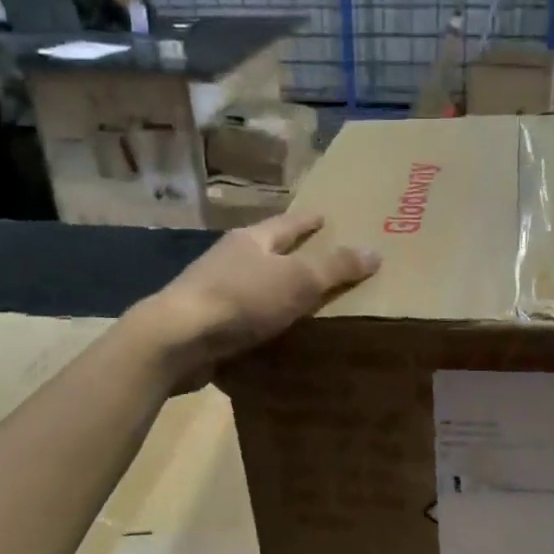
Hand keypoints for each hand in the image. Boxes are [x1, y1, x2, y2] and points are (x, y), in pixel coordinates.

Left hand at [126, 212, 379, 384]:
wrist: (178, 339)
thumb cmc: (242, 299)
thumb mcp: (298, 279)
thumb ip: (335, 267)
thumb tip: (375, 251)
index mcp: (251, 240)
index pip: (287, 224)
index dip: (309, 221)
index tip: (326, 215)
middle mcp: (229, 260)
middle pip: (267, 252)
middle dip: (291, 254)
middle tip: (320, 258)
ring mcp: (213, 292)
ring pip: (253, 286)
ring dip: (275, 291)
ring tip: (303, 301)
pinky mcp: (205, 324)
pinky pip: (244, 319)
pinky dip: (262, 323)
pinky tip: (275, 335)